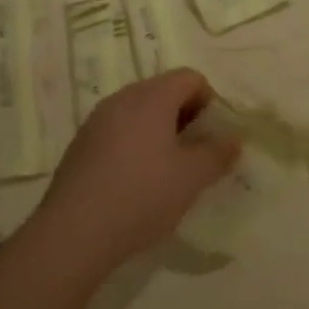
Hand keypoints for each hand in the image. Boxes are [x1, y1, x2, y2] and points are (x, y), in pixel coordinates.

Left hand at [34, 69, 239, 271]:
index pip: (190, 77)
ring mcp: (96, 121)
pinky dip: (134, 144)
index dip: (209, 101)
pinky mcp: (80, 144)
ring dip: (160, 131)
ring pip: (138, 112)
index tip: (212, 135)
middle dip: (185, 116)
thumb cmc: (143, 195)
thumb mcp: (192, 178)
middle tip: (195, 153)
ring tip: (167, 169)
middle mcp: (121, 99)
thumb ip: (218, 153)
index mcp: (151, 97)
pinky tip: (135, 181)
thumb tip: (233, 139)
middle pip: (163, 91)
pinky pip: (118, 131)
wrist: (75, 231)